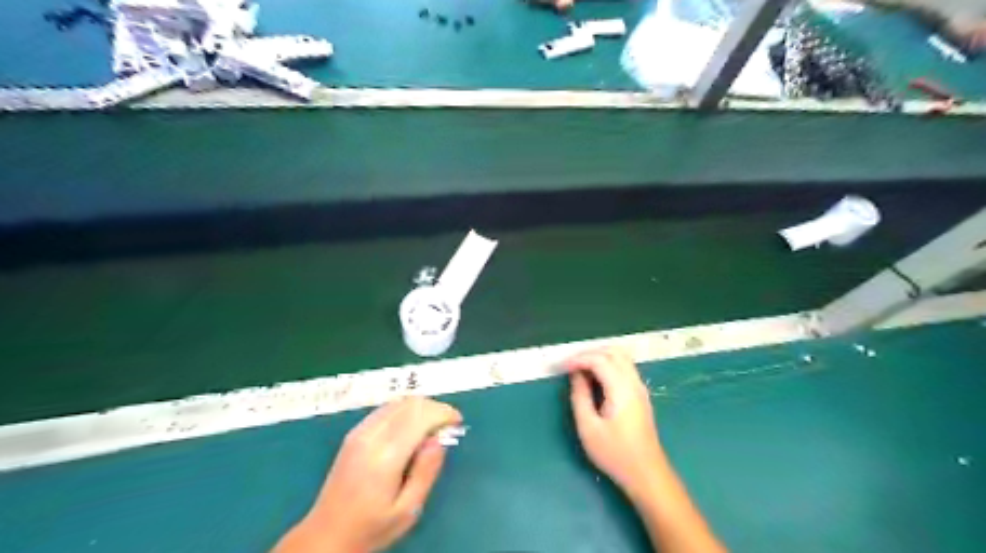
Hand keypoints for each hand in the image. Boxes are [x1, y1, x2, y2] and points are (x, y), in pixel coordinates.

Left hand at [276, 399, 461, 551]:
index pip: (421, 416)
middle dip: (435, 408)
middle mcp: (371, 435)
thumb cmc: (372, 528)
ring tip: (432, 428)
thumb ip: (426, 471)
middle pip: (411, 403)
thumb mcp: (408, 510)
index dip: (444, 413)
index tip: (458, 423)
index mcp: (386, 456)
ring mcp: (360, 431)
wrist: (326, 535)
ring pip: (398, 401)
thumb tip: (439, 439)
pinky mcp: (354, 433)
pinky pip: (386, 408)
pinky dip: (406, 410)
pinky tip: (411, 429)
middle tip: (448, 427)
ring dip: (421, 407)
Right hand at [567, 347, 666, 494]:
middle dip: (590, 353)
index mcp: (621, 389)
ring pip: (621, 357)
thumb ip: (580, 396)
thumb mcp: (588, 427)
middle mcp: (634, 382)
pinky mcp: (641, 395)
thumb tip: (575, 375)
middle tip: (571, 365)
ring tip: (581, 369)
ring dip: (600, 357)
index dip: (579, 359)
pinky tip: (596, 378)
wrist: (646, 473)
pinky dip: (608, 364)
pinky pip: (625, 367)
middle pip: (613, 352)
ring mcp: (640, 388)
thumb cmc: (615, 453)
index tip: (562, 367)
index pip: (599, 360)